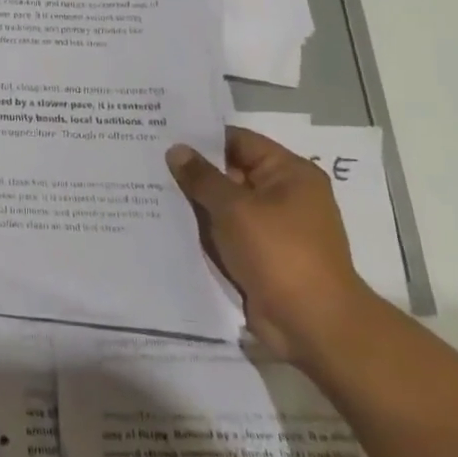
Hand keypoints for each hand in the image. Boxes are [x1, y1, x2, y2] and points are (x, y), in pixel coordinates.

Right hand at [166, 128, 379, 362]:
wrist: (313, 324)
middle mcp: (283, 195)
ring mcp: (272, 227)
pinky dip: (201, 227)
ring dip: (193, 200)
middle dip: (192, 169)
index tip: (160, 132)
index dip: (201, 136)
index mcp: (289, 174)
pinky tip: (164, 221)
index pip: (238, 141)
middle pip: (230, 171)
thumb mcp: (235, 208)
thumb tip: (176, 149)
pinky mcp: (260, 254)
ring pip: (224, 203)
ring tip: (145, 186)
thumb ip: (202, 177)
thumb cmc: (279, 253)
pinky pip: (225, 230)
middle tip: (144, 158)